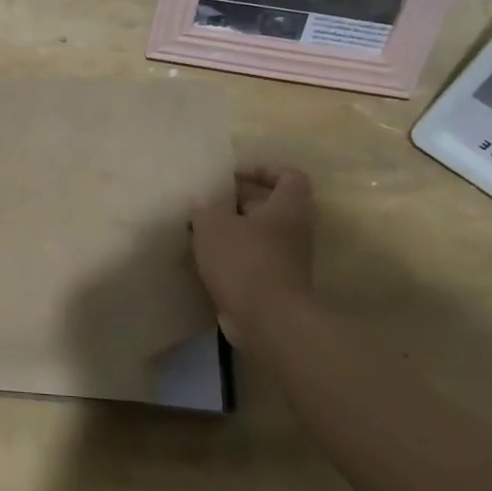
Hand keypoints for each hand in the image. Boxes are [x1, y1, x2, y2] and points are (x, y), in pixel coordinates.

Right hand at [189, 167, 316, 347]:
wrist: (268, 321)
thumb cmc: (244, 261)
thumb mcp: (213, 225)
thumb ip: (204, 209)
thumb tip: (199, 202)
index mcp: (287, 207)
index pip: (288, 176)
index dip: (261, 169)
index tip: (231, 175)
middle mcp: (293, 230)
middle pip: (269, 204)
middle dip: (237, 200)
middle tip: (206, 200)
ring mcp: (286, 259)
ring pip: (258, 233)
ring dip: (230, 229)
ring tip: (198, 228)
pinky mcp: (274, 284)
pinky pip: (251, 258)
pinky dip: (231, 255)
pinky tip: (203, 257)